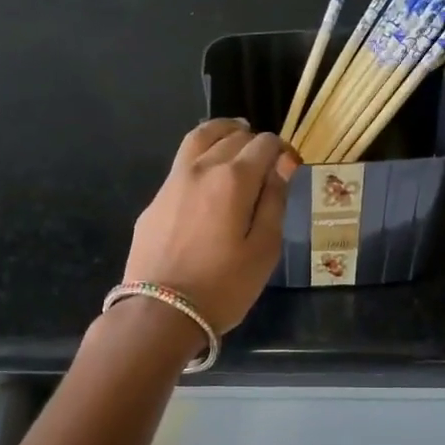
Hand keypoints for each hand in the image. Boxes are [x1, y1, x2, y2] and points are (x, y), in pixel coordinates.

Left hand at [124, 120, 297, 333]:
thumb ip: (274, 202)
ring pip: (198, 139)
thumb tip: (282, 166)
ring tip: (235, 137)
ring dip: (222, 133)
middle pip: (231, 136)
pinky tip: (207, 176)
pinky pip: (181, 164)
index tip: (290, 166)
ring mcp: (172, 183)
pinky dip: (200, 156)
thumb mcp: (264, 250)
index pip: (264, 145)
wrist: (160, 312)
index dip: (282, 150)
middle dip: (254, 140)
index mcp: (234, 179)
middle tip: (266, 156)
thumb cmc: (223, 286)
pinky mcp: (154, 201)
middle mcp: (201, 168)